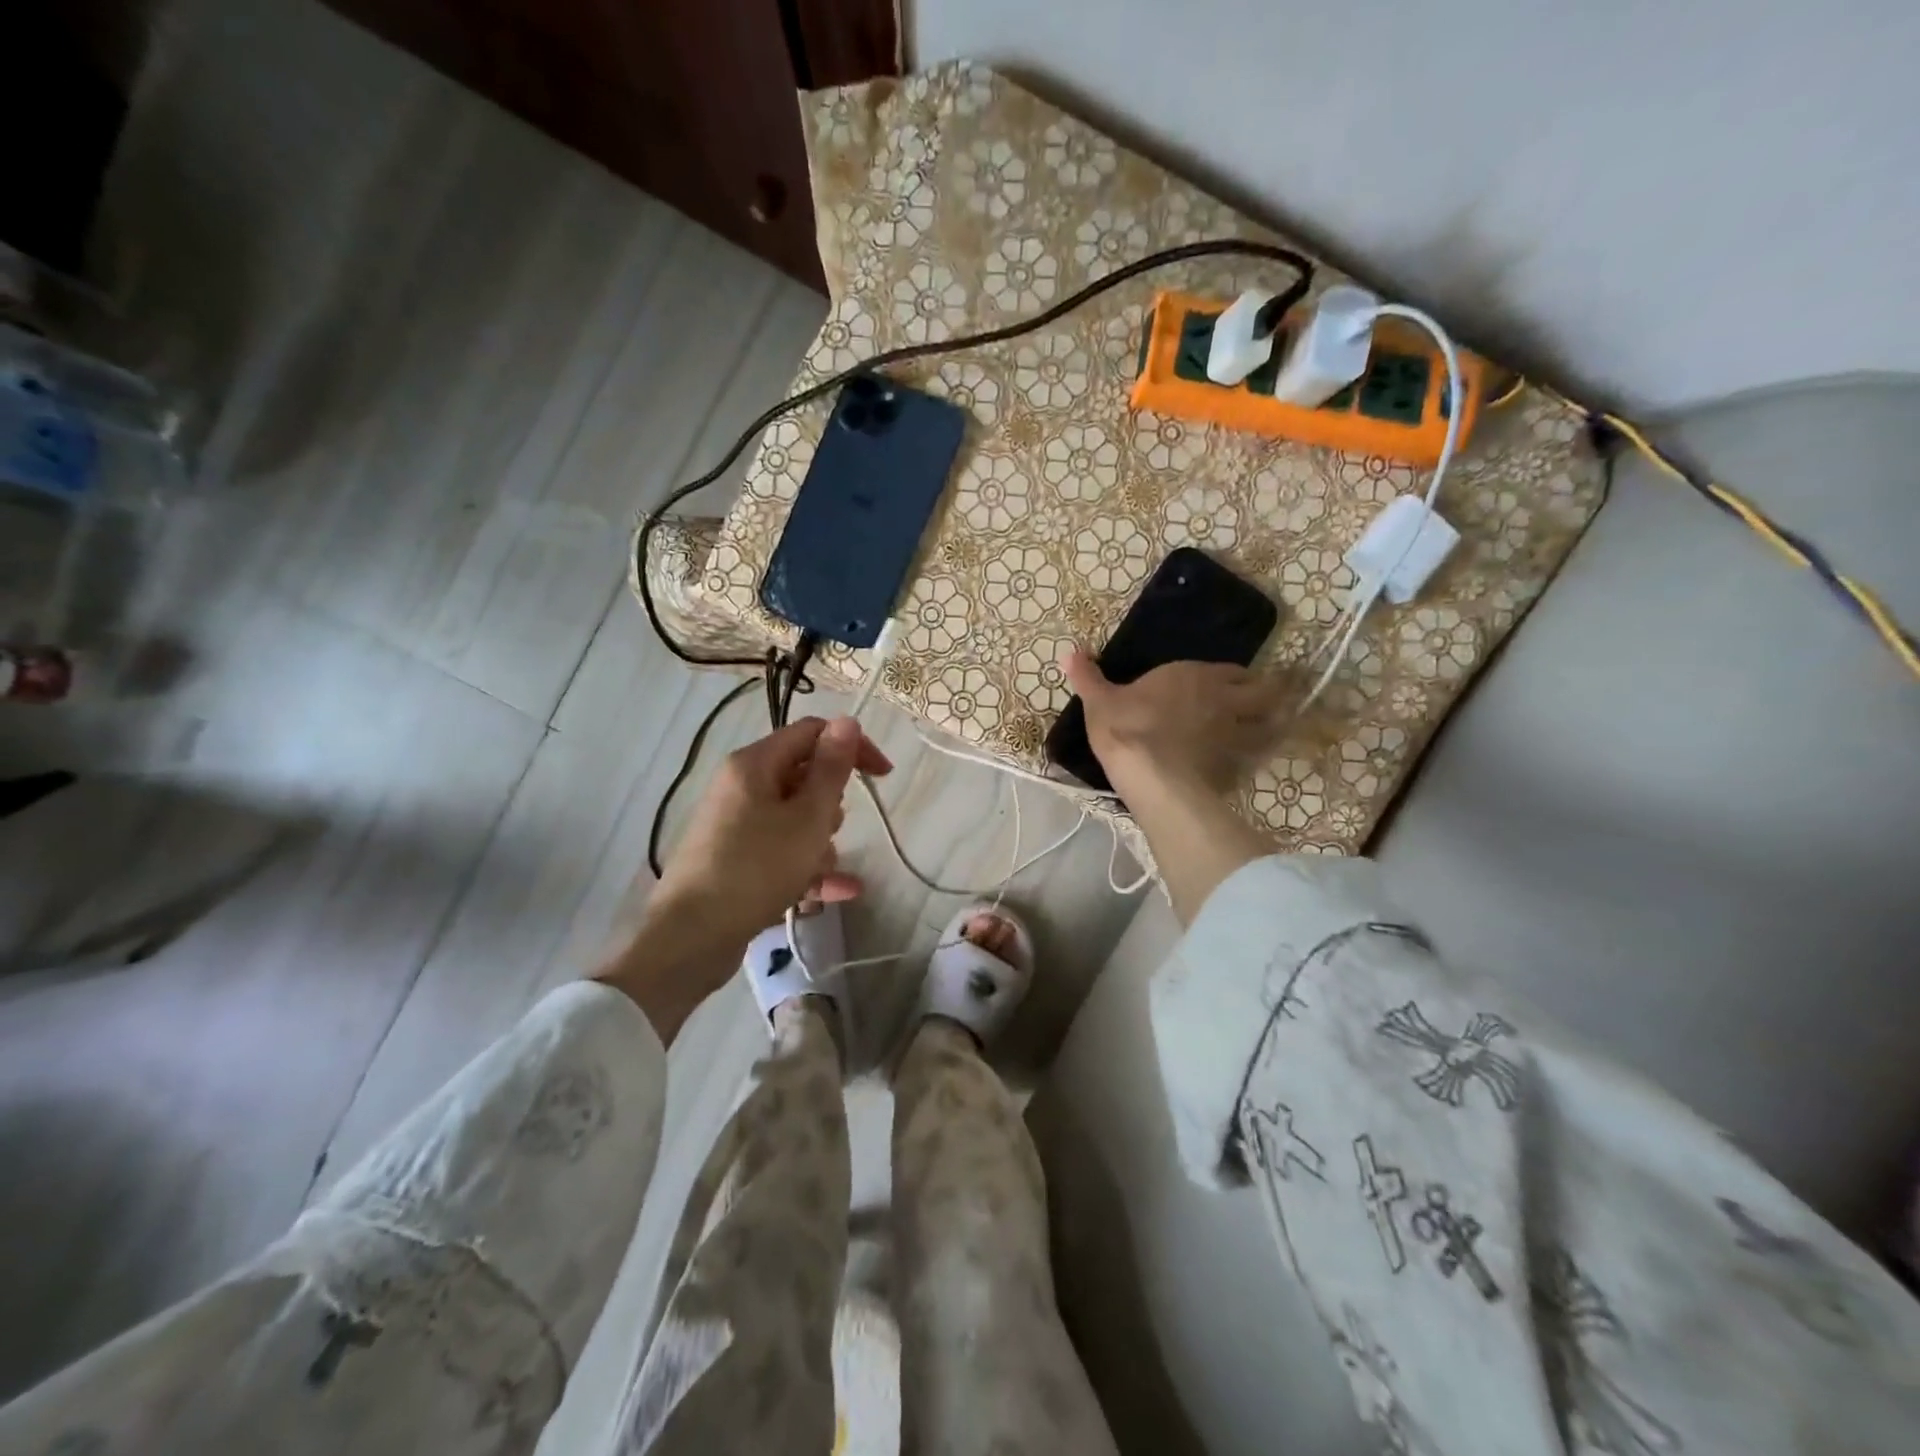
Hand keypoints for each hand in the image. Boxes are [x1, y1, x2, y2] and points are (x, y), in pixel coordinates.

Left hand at [656, 716, 889, 946]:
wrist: (691, 937)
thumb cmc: (756, 868)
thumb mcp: (807, 818)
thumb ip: (831, 769)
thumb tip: (846, 721)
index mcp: (754, 764)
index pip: (811, 733)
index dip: (851, 747)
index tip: (883, 776)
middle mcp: (741, 786)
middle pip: (803, 778)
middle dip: (830, 806)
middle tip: (828, 833)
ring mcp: (736, 824)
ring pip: (796, 819)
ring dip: (819, 843)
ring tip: (819, 872)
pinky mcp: (736, 859)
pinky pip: (782, 851)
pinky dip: (807, 866)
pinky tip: (840, 891)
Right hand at [1061, 650, 1284, 925]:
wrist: (1152, 775)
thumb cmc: (1127, 728)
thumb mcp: (1099, 701)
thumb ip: (1088, 677)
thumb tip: (1071, 651)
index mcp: (1195, 676)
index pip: (1232, 670)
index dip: (1235, 677)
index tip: (1233, 683)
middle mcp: (1225, 699)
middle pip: (1265, 693)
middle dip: (1269, 695)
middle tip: (1267, 703)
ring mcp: (1237, 734)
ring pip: (1271, 725)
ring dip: (1274, 726)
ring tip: (1271, 731)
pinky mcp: (1239, 767)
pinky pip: (1259, 759)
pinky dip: (1260, 759)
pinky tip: (1251, 765)